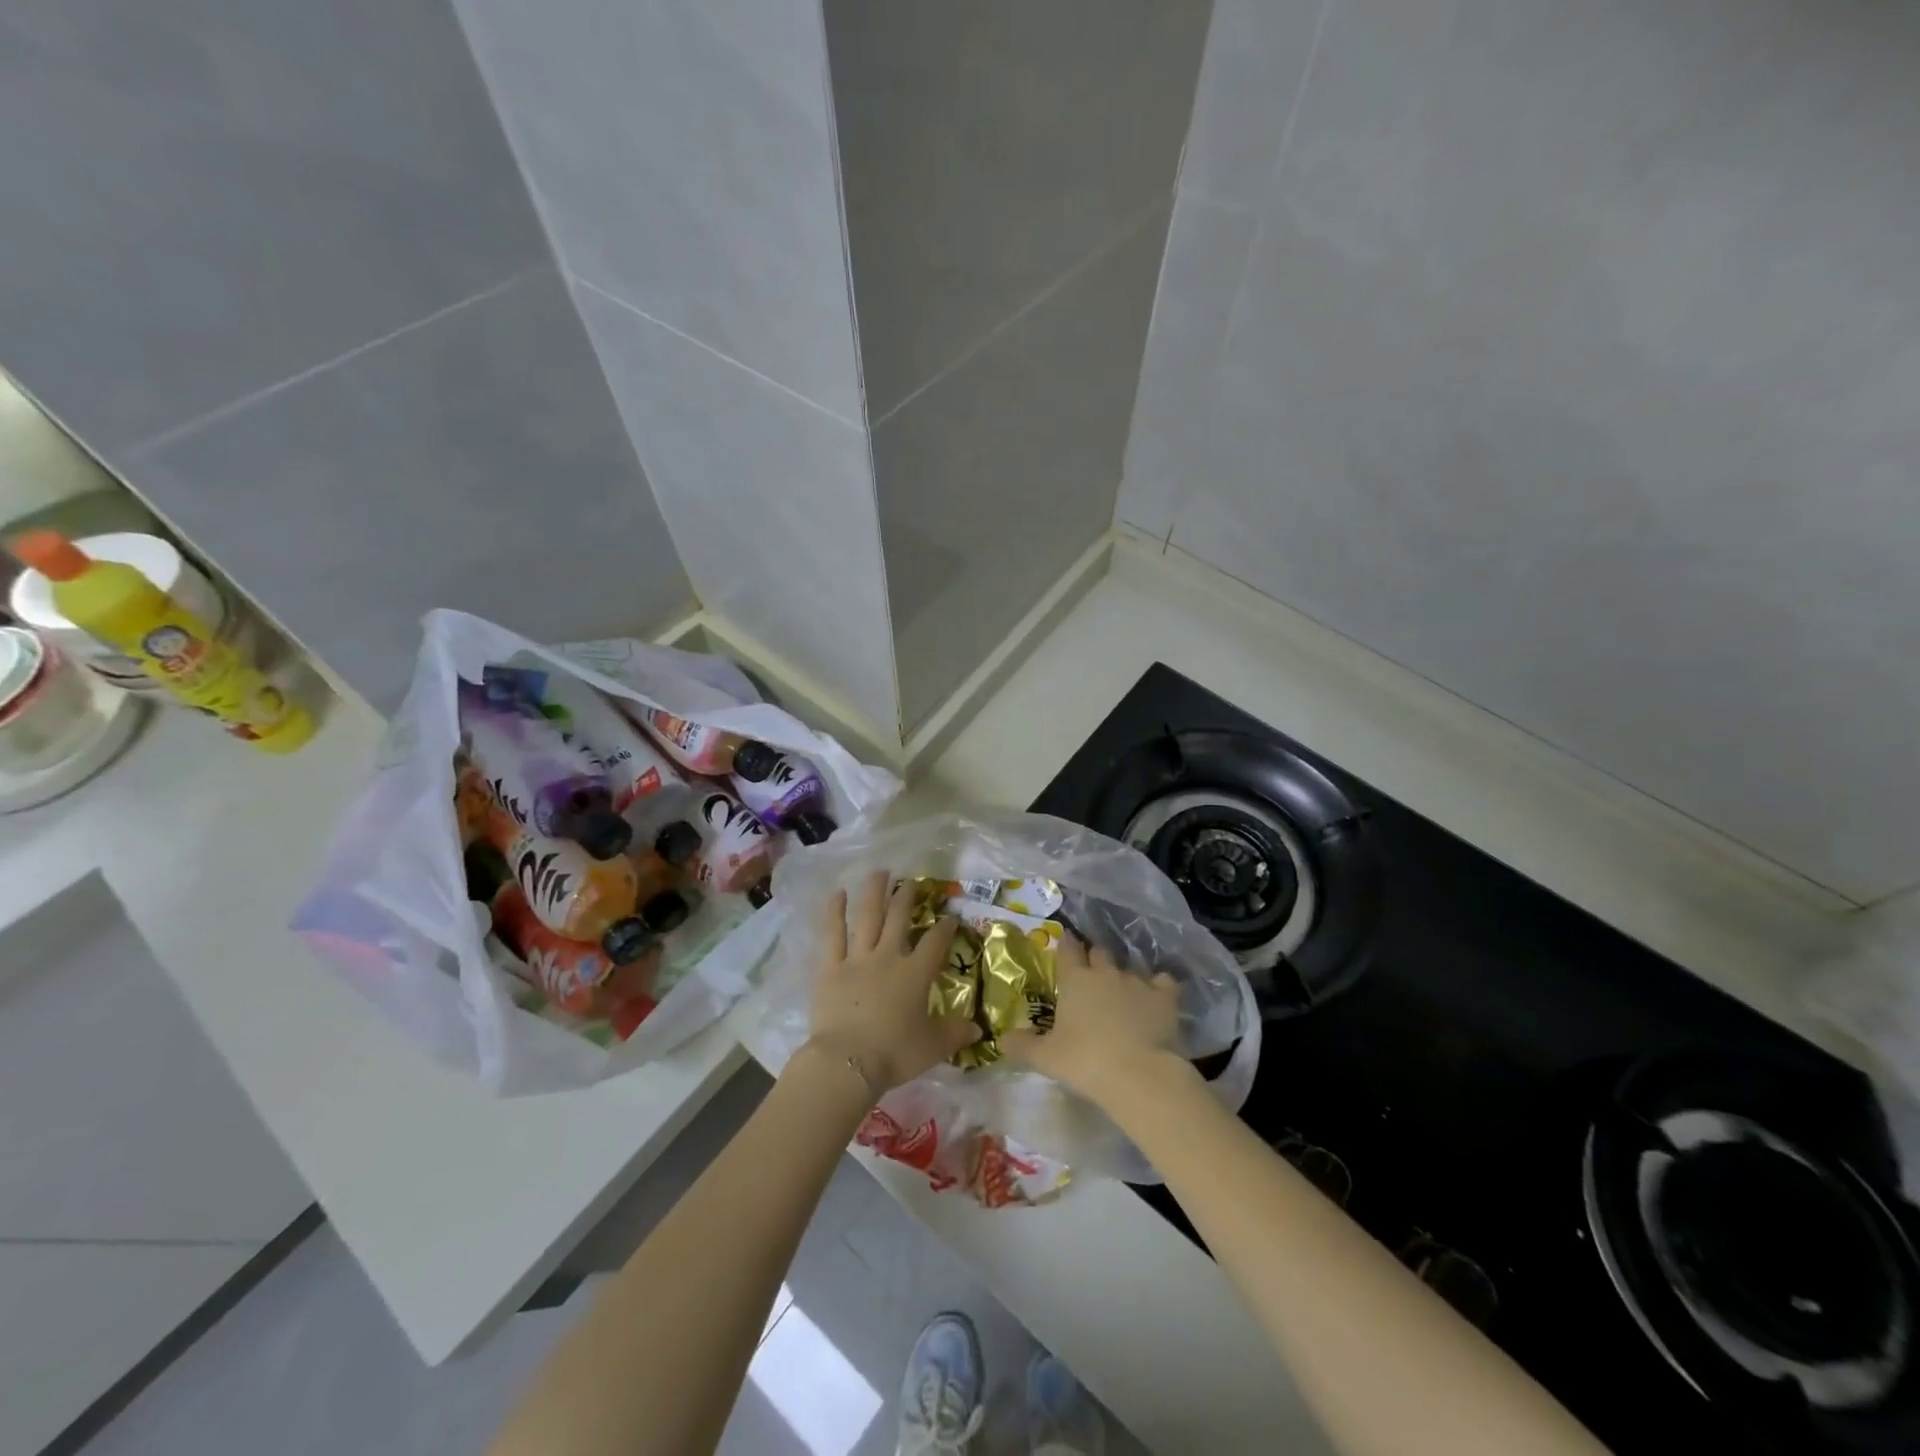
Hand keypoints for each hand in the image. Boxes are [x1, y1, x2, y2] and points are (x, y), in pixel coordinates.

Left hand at [804, 870, 980, 1093]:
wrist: (847, 1063)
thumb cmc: (894, 1054)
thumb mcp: (933, 1047)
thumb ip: (955, 1034)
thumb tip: (978, 1030)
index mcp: (915, 974)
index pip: (935, 943)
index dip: (945, 928)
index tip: (951, 917)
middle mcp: (888, 957)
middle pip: (899, 919)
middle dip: (907, 898)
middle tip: (911, 881)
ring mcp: (857, 959)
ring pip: (867, 918)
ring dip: (874, 893)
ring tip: (879, 872)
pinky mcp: (830, 968)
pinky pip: (832, 935)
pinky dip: (834, 913)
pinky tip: (837, 893)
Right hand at [1003, 934, 1182, 1102]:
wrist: (1140, 1074)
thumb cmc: (1086, 1061)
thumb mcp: (1046, 1057)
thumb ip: (1022, 1045)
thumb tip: (1001, 1039)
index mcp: (1075, 979)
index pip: (1068, 949)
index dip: (1066, 945)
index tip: (1065, 944)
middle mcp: (1106, 972)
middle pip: (1099, 952)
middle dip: (1095, 958)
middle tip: (1091, 973)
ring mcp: (1138, 982)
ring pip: (1130, 967)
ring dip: (1124, 976)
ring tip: (1123, 992)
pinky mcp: (1165, 997)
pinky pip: (1163, 981)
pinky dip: (1159, 987)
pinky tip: (1157, 998)